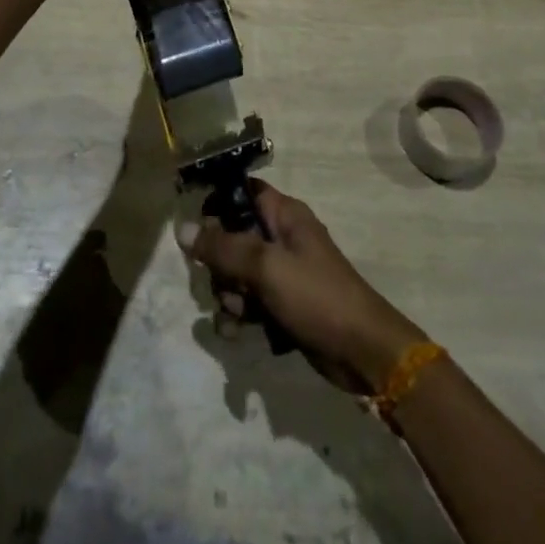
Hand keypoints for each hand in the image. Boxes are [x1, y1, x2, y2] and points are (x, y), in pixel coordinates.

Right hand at [176, 182, 423, 392]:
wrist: (363, 352)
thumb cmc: (316, 296)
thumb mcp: (266, 267)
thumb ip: (223, 247)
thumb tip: (182, 227)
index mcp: (284, 214)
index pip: (242, 191)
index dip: (217, 203)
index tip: (196, 228)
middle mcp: (281, 237)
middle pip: (232, 236)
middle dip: (221, 264)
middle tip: (226, 283)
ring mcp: (282, 272)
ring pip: (237, 273)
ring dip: (229, 295)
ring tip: (237, 315)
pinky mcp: (283, 304)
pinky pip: (249, 302)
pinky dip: (240, 316)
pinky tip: (236, 333)